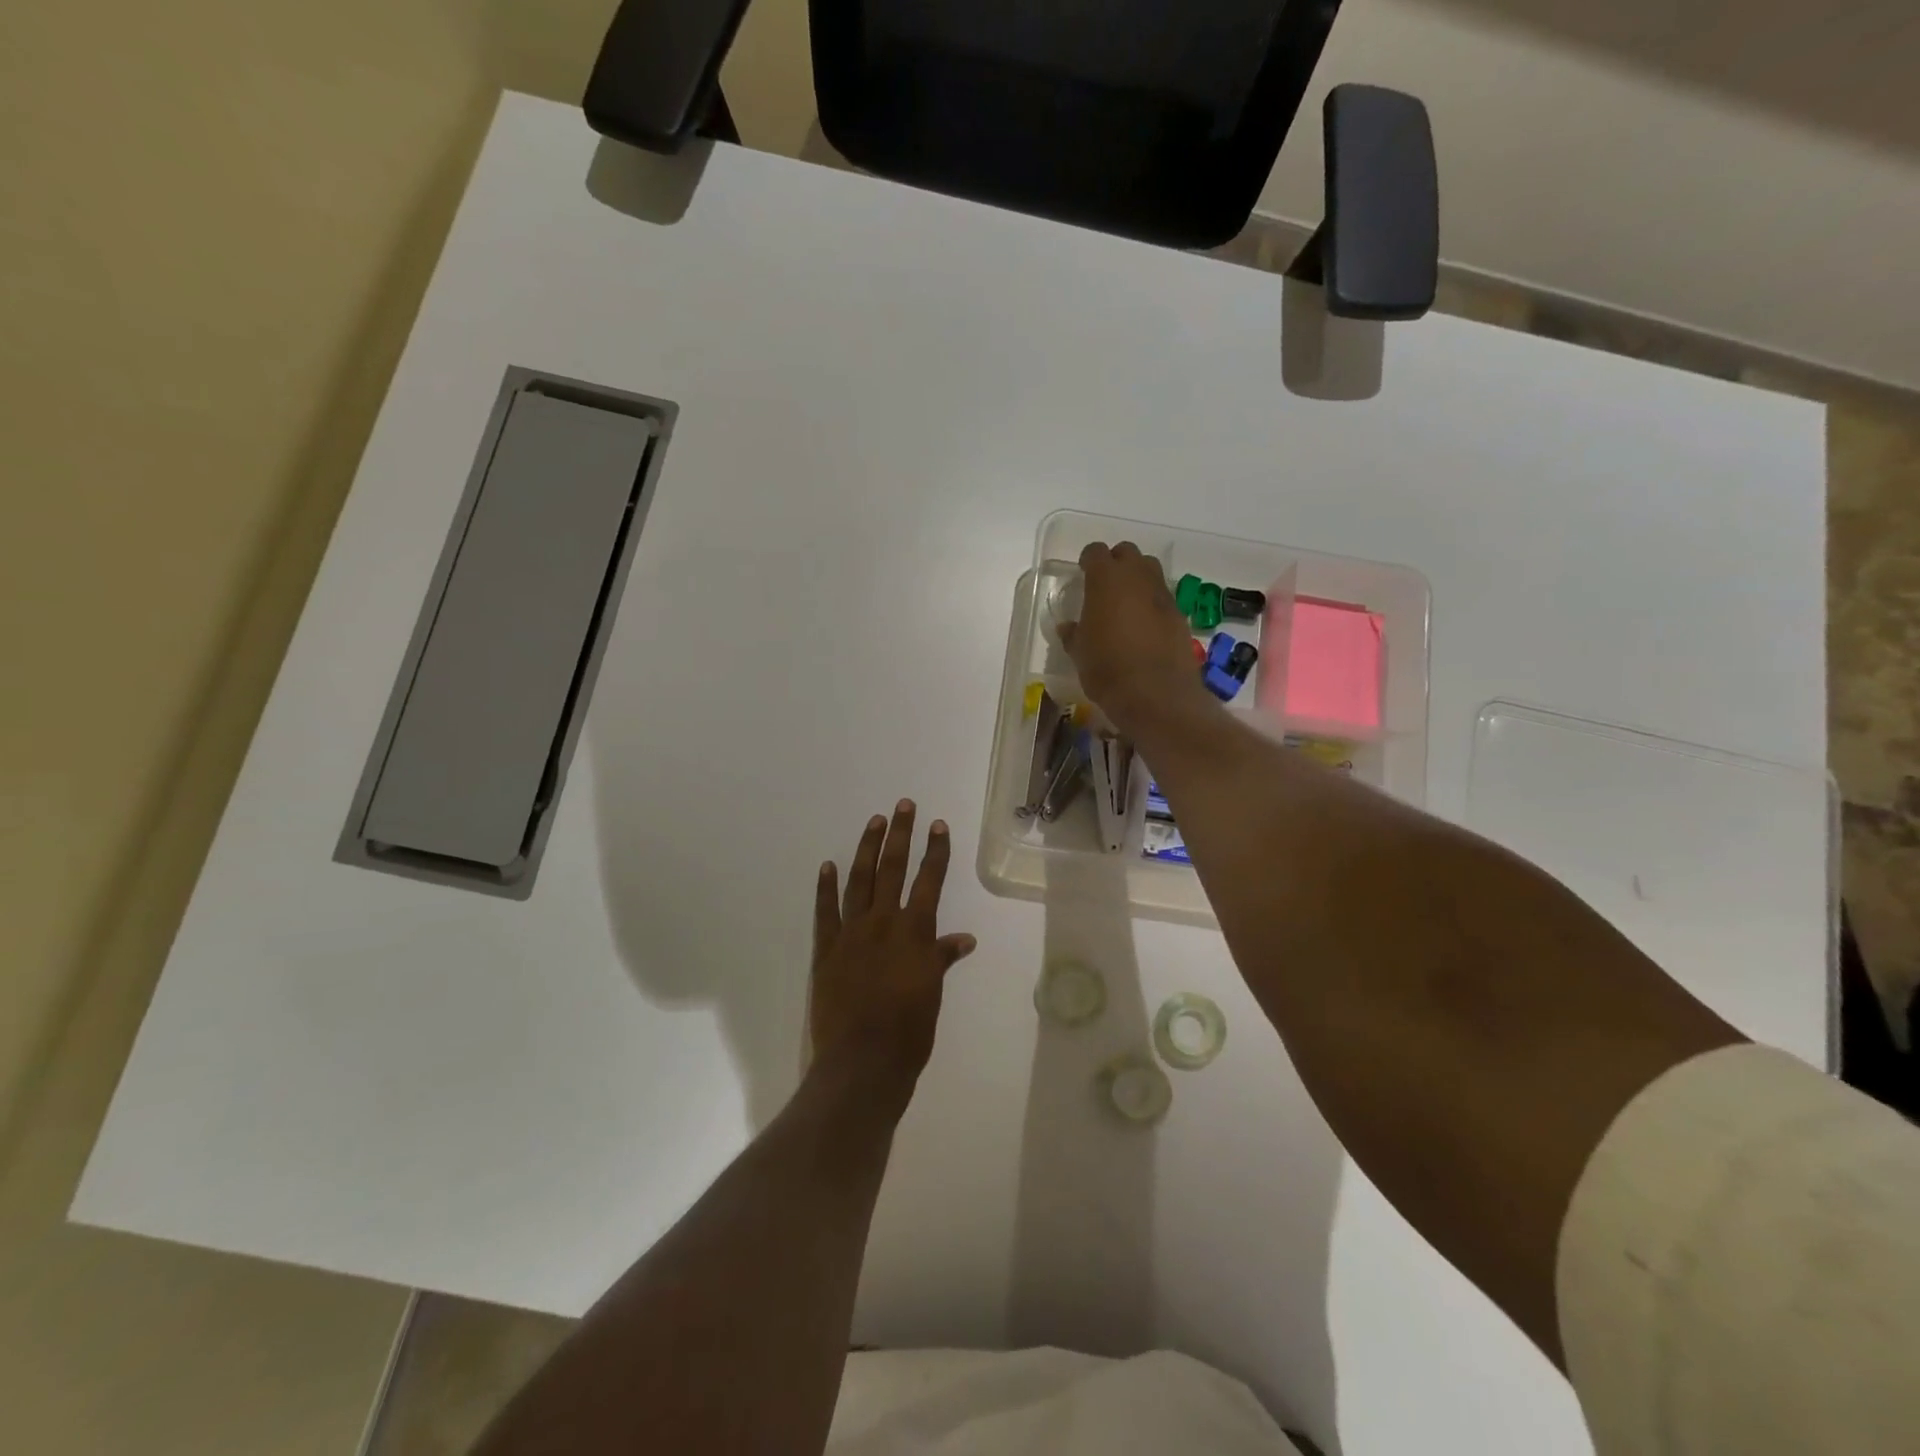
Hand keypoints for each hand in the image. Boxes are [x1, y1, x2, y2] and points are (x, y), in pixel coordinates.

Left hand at [810, 801, 976, 1098]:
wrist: (863, 1062)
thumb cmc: (909, 1032)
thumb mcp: (932, 993)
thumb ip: (942, 959)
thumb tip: (964, 939)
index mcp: (915, 932)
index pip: (929, 881)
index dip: (936, 851)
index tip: (938, 825)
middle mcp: (884, 923)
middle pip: (892, 869)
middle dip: (900, 835)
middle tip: (902, 805)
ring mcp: (851, 934)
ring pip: (859, 881)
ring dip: (866, 849)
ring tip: (873, 822)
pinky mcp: (826, 950)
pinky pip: (825, 912)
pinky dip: (826, 888)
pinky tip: (828, 866)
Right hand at [1060, 541, 1209, 729]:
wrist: (1155, 694)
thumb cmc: (1107, 669)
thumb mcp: (1079, 653)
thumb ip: (1074, 634)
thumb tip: (1068, 627)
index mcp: (1106, 579)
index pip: (1095, 552)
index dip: (1088, 561)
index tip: (1083, 573)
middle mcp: (1137, 577)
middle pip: (1127, 553)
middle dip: (1116, 563)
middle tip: (1105, 586)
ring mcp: (1162, 594)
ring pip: (1150, 570)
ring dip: (1137, 579)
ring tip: (1126, 604)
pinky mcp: (1179, 614)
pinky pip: (1163, 597)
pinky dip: (1152, 603)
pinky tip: (1144, 627)